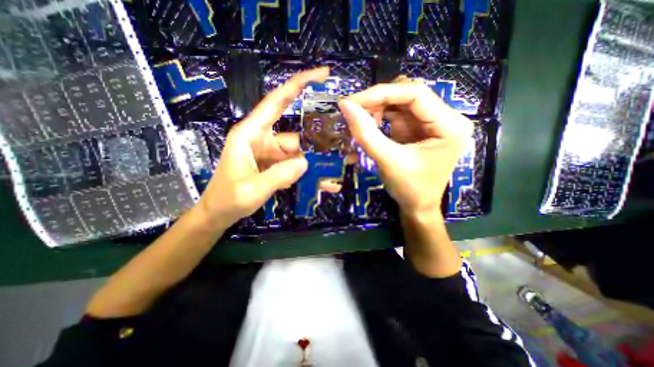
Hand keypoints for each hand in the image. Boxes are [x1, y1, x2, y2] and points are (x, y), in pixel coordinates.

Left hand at [192, 65, 326, 225]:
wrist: (220, 214)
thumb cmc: (227, 199)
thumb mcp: (251, 189)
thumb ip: (278, 176)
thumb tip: (305, 162)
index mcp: (251, 134)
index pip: (276, 102)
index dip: (297, 85)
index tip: (321, 74)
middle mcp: (264, 139)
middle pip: (297, 136)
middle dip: (318, 142)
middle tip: (343, 146)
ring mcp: (272, 154)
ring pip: (300, 153)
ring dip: (317, 163)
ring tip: (337, 170)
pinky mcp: (276, 166)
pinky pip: (296, 166)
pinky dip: (310, 174)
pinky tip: (326, 182)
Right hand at [340, 76, 473, 217]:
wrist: (417, 207)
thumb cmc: (408, 189)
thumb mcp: (387, 161)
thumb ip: (365, 133)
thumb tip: (345, 105)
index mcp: (449, 125)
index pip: (415, 93)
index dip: (381, 93)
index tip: (352, 101)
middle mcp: (446, 118)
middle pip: (408, 95)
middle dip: (378, 101)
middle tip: (353, 111)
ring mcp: (432, 122)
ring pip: (401, 103)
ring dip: (378, 109)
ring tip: (360, 122)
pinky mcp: (420, 129)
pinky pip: (398, 114)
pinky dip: (381, 117)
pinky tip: (370, 126)